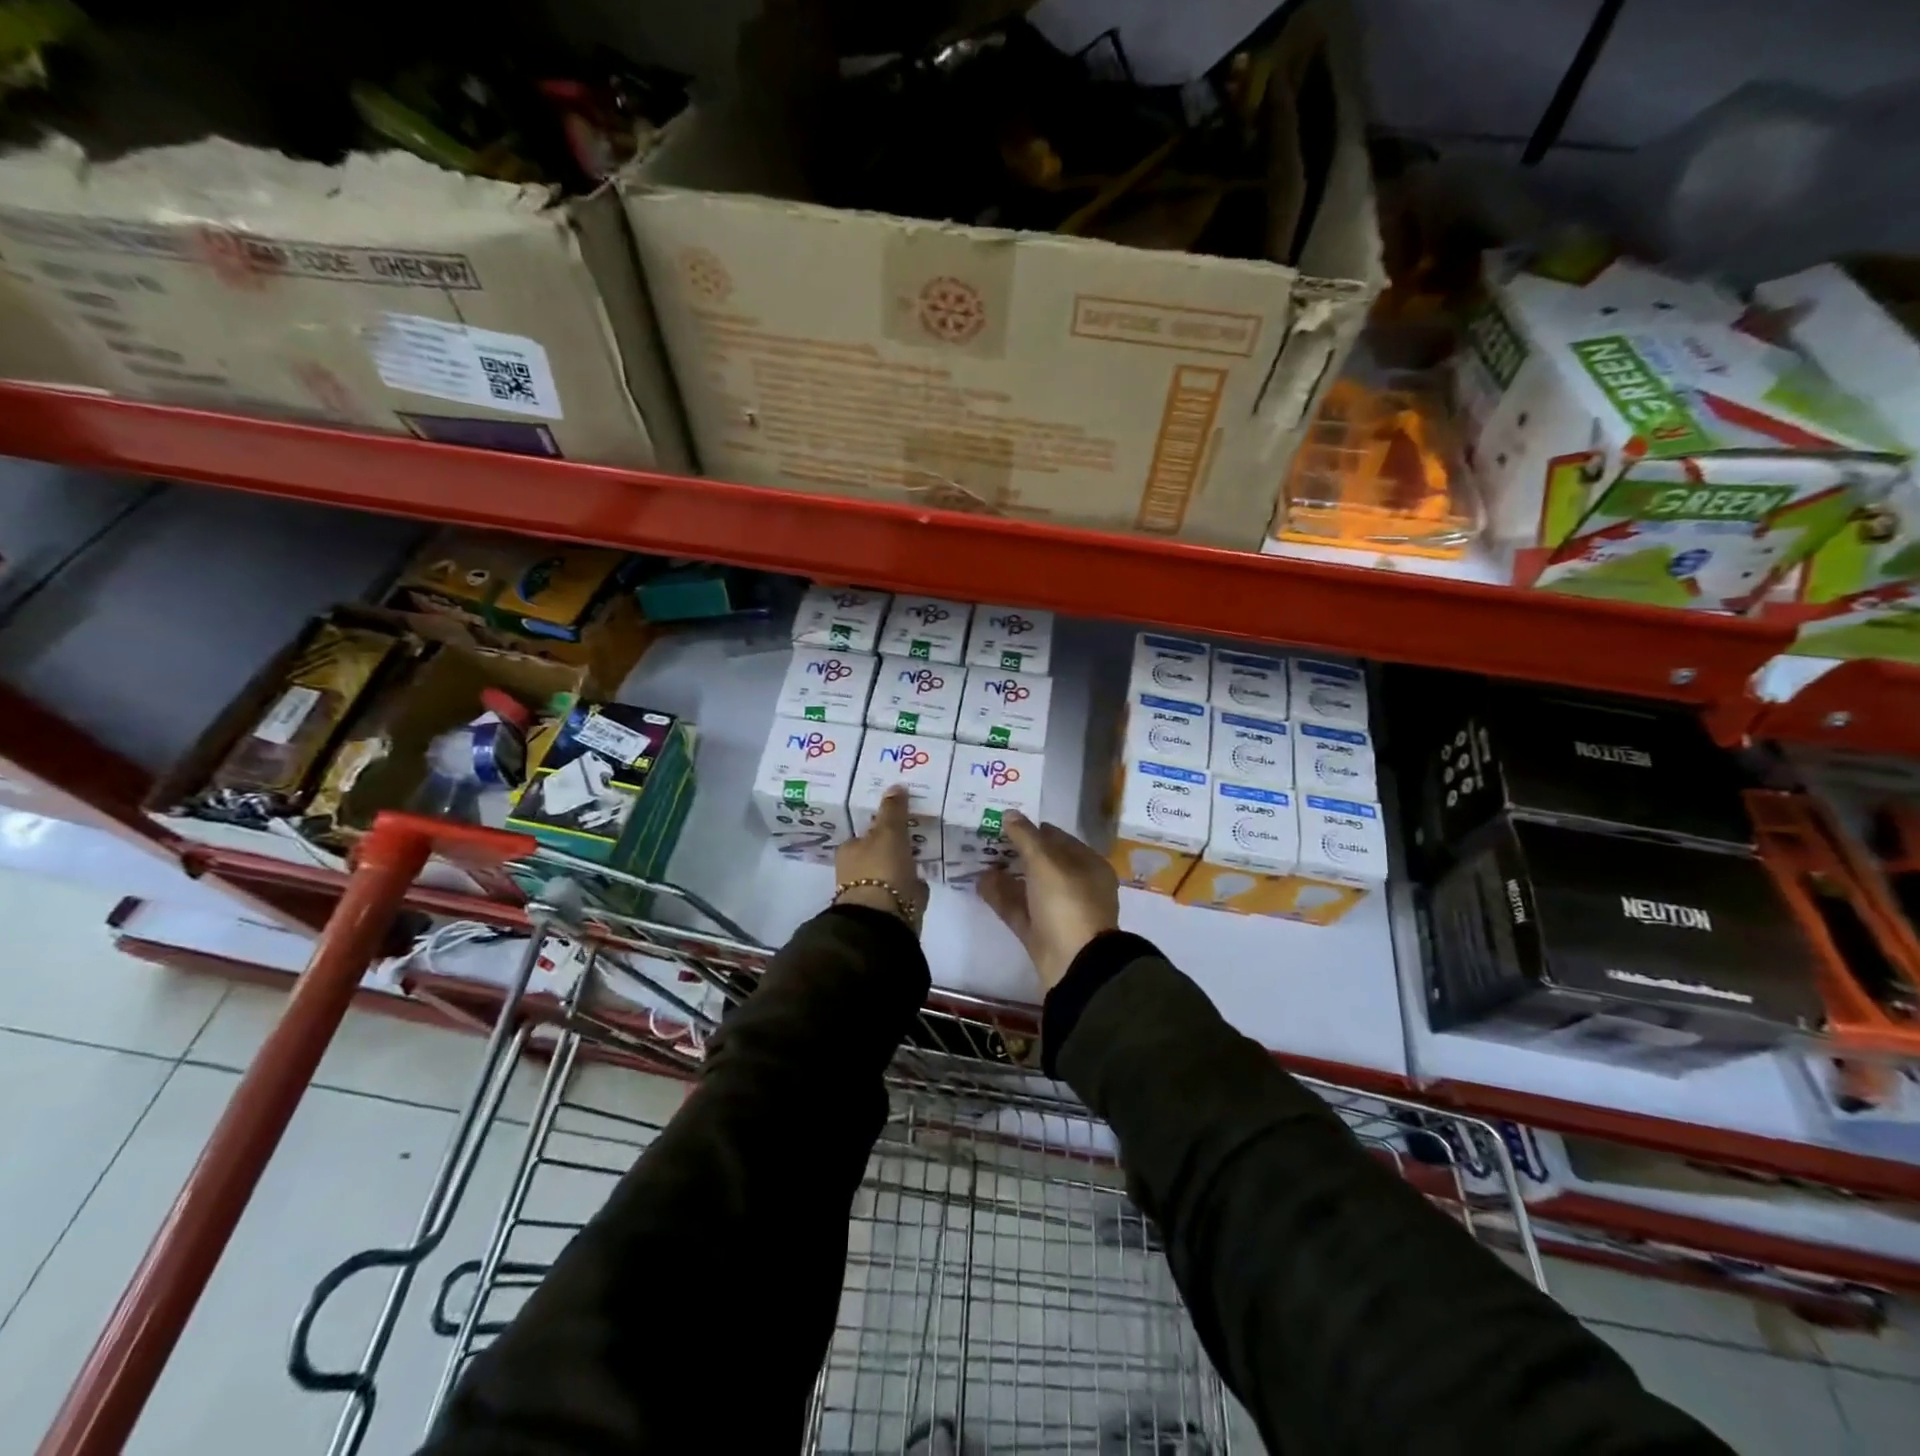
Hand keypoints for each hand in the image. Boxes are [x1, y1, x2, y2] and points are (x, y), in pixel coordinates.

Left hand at [833, 786, 929, 929]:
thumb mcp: (889, 832)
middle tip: (915, 833)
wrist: (884, 920)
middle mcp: (855, 873)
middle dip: (894, 847)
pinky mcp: (891, 910)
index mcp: (849, 852)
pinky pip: (905, 891)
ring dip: (905, 866)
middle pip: (877, 853)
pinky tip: (925, 878)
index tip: (898, 820)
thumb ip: (893, 810)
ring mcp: (873, 894)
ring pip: (892, 872)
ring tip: (924, 853)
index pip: (863, 834)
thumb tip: (896, 786)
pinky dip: (913, 885)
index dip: (880, 826)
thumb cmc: (881, 869)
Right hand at [979, 814, 1119, 991]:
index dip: (1032, 828)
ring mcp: (1058, 911)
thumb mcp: (1046, 863)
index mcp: (1088, 865)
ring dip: (1004, 873)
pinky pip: (1018, 908)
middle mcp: (1076, 886)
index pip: (1058, 838)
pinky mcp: (1040, 933)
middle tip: (985, 838)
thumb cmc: (1067, 904)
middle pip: (1042, 863)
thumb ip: (1025, 837)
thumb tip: (1009, 813)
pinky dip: (1001, 896)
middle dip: (1015, 851)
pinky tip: (979, 883)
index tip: (1003, 821)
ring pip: (1028, 886)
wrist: (1075, 965)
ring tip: (977, 859)